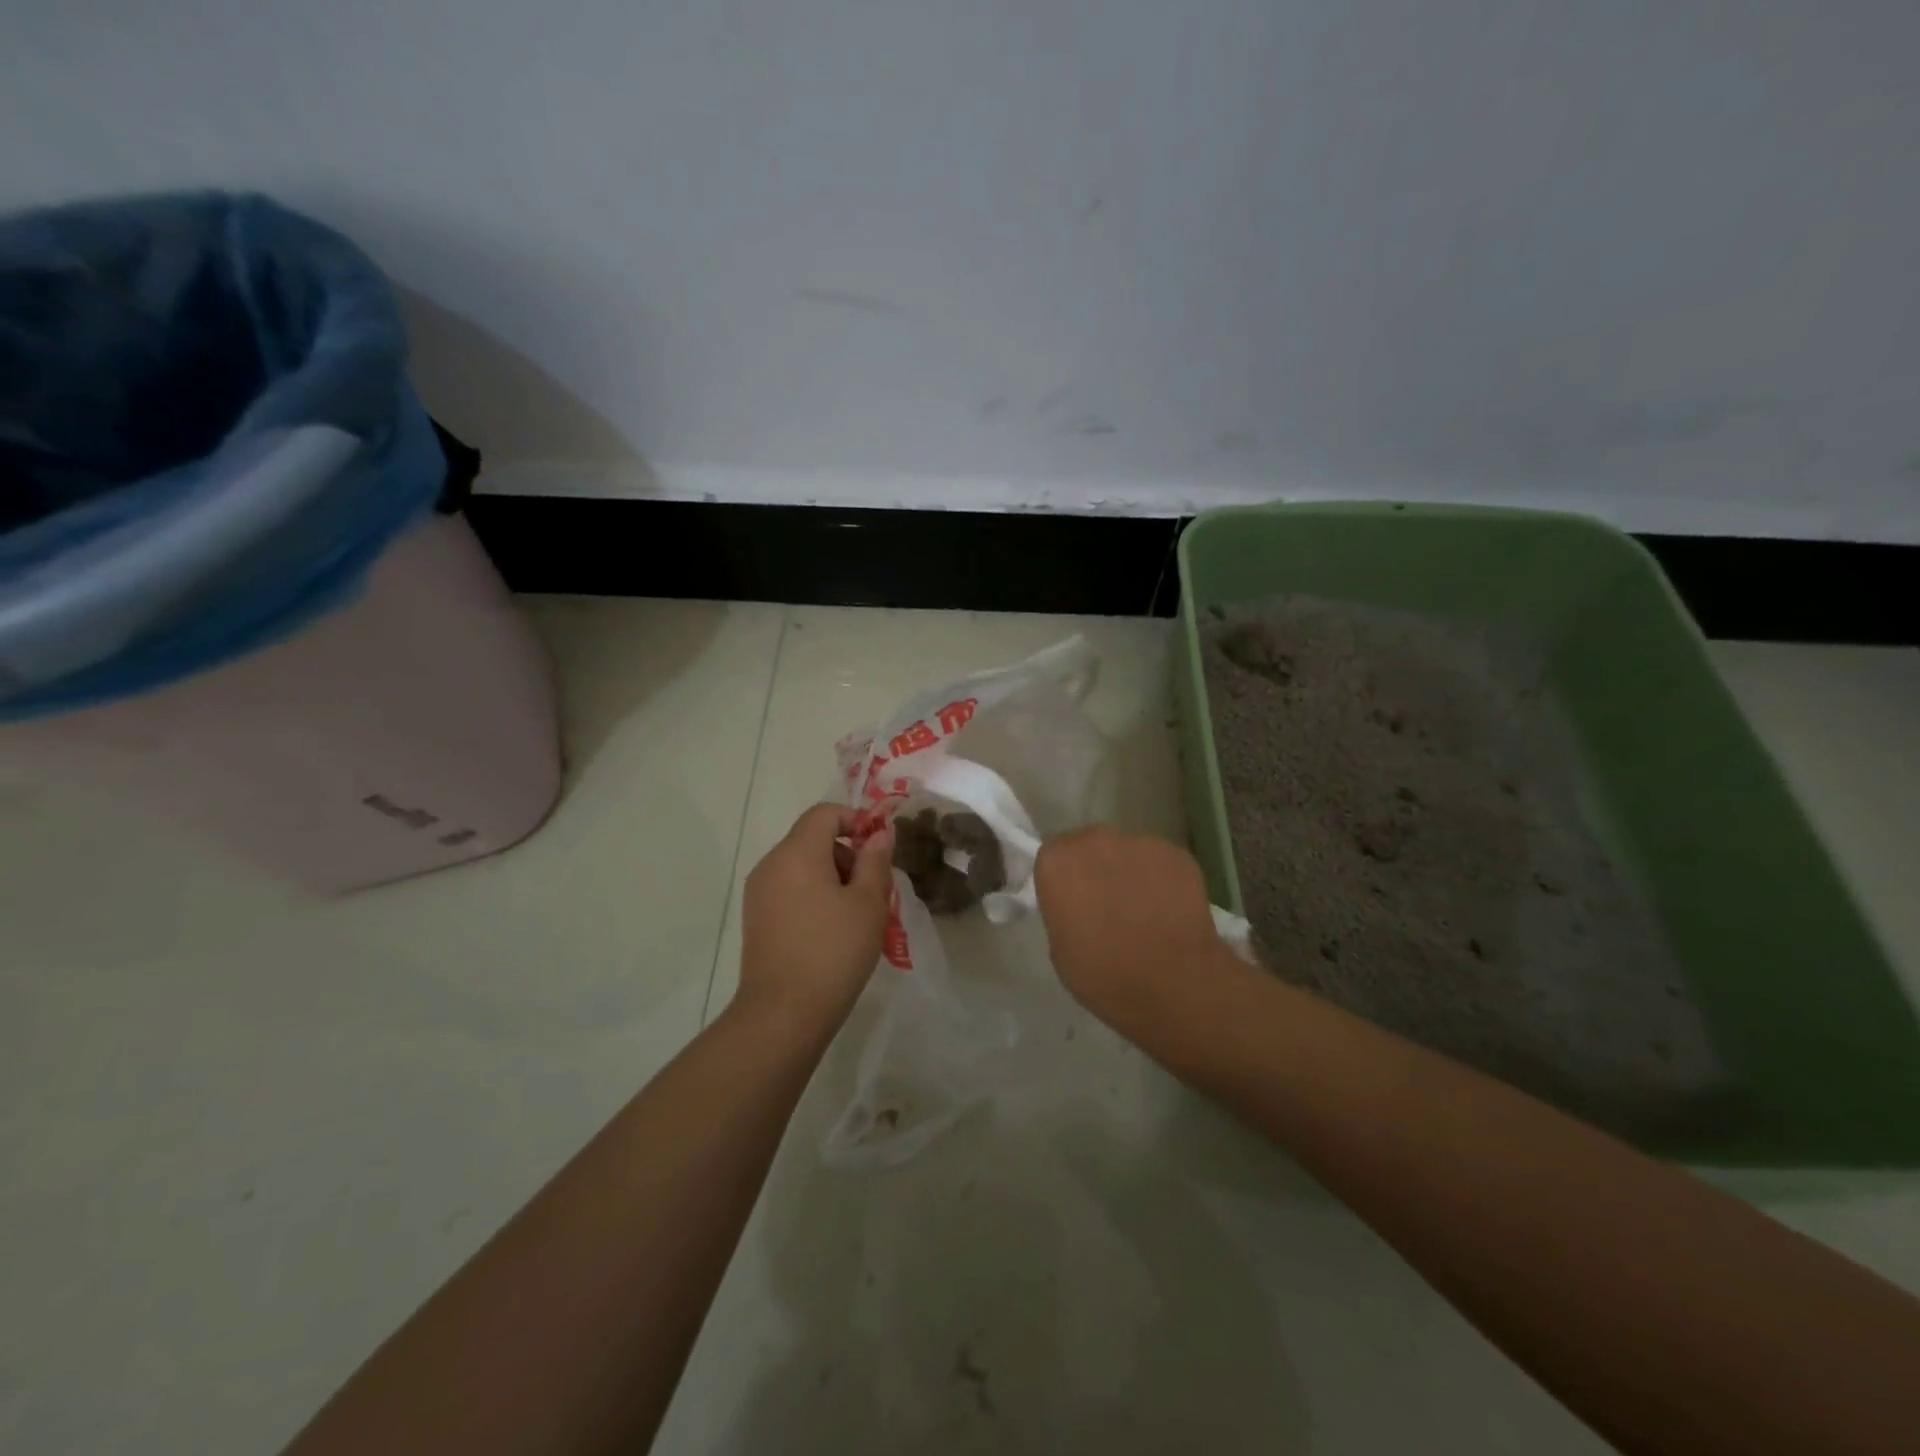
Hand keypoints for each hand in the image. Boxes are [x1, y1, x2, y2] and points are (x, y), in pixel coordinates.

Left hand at [736, 803, 893, 1033]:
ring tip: (857, 916)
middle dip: (848, 855)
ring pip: (802, 867)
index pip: (825, 813)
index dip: (856, 821)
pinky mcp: (756, 919)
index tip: (879, 850)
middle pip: (813, 839)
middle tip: (874, 892)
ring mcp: (759, 893)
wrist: (783, 1014)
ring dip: (833, 879)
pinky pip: (790, 890)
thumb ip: (875, 861)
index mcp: (797, 852)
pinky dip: (814, 897)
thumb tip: (879, 834)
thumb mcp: (868, 903)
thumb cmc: (833, 951)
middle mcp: (771, 864)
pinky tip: (832, 932)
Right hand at [1034, 827, 1234, 1034]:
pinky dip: (1162, 880)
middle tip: (1107, 904)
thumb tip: (1079, 905)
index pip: (1054, 856)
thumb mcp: (1060, 949)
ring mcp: (1140, 843)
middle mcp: (1096, 840)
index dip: (1065, 880)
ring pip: (1128, 852)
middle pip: (1091, 846)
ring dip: (1130, 873)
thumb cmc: (1104, 975)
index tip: (1074, 903)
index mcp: (1057, 862)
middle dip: (1096, 868)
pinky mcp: (1178, 854)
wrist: (1173, 985)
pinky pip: (1161, 863)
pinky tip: (1170, 910)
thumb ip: (1063, 911)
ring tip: (1144, 910)